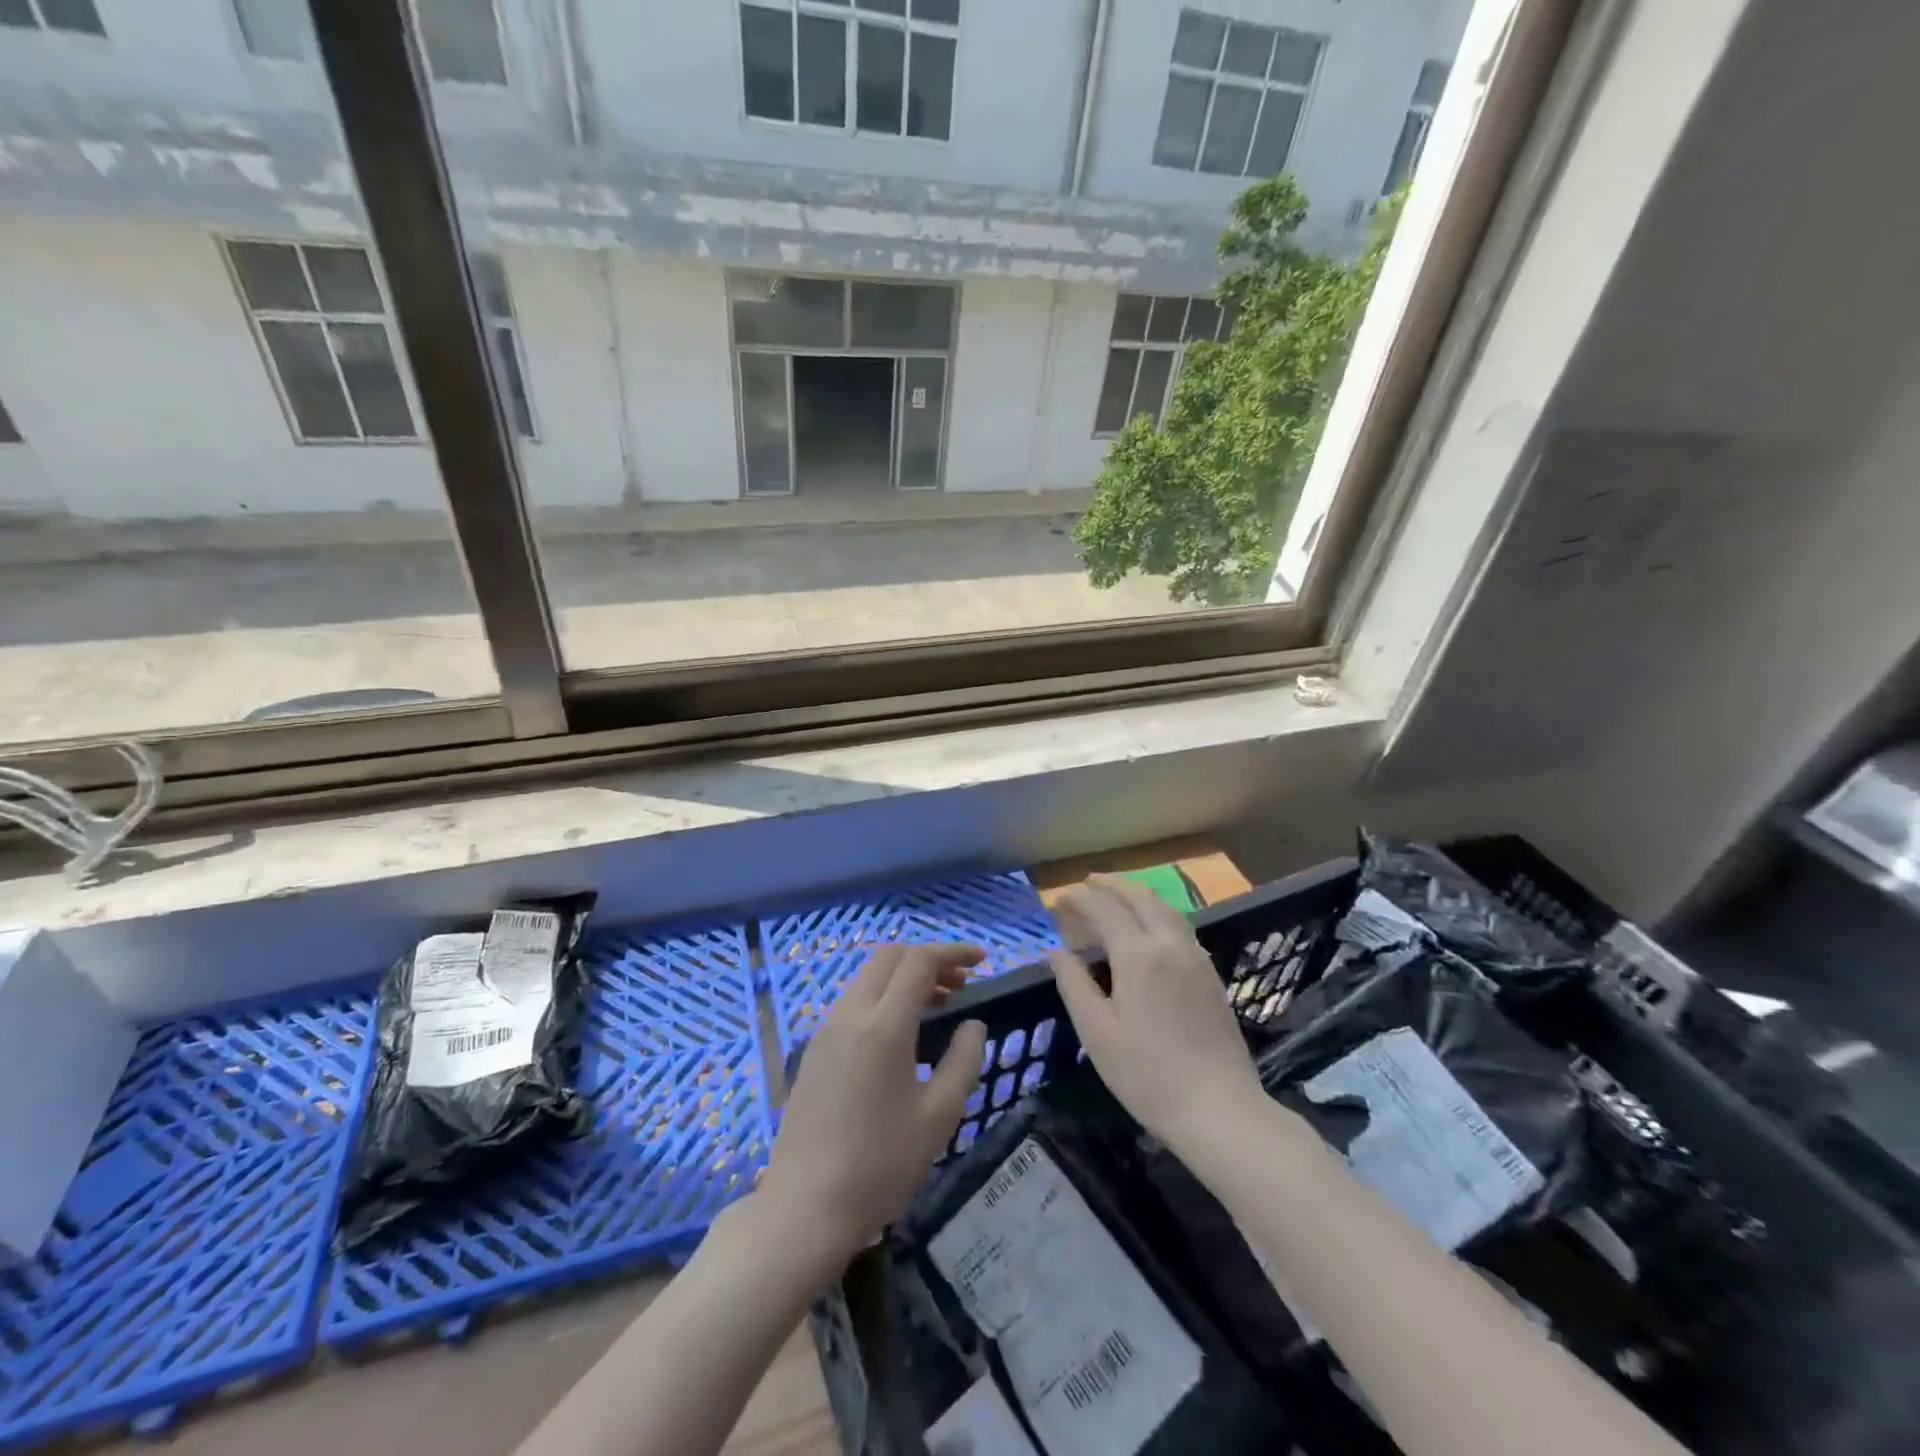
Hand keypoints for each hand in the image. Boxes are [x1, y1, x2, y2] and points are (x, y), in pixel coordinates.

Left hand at [760, 944, 988, 1270]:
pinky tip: (902, 1034)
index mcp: (882, 1025)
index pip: (918, 961)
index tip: (983, 961)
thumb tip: (972, 1025)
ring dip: (904, 978)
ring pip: (868, 979)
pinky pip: (854, 1003)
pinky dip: (884, 998)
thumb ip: (963, 1060)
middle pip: (889, 958)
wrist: (804, 1209)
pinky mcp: (814, 1052)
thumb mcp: (939, 1116)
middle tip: (961, 985)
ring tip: (938, 1006)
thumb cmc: (881, 1165)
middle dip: (928, 960)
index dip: (953, 952)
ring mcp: (825, 1032)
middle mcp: (849, 1015)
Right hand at [1049, 875, 1263, 1152]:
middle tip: (1087, 883)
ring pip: (1165, 909)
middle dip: (1111, 885)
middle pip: (1140, 897)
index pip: (1105, 909)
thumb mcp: (1097, 1032)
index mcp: (1139, 954)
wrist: (1220, 1110)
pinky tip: (1150, 929)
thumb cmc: (1147, 1074)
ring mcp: (1196, 958)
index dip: (1079, 898)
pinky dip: (1158, 913)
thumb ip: (1074, 984)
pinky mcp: (1211, 976)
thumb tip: (1056, 951)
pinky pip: (1180, 926)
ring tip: (1116, 896)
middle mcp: (1170, 944)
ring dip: (1137, 895)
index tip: (1058, 898)